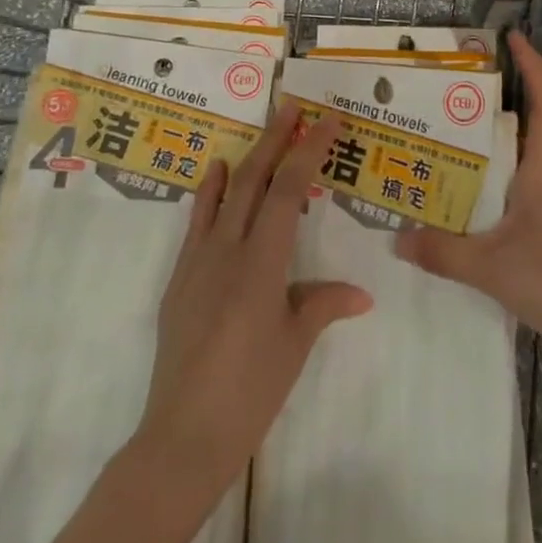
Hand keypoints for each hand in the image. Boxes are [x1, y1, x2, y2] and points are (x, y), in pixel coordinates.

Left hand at [135, 102, 372, 504]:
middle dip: (275, 139)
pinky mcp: (179, 280)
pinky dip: (210, 193)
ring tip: (262, 129)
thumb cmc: (251, 391)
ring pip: (224, 195)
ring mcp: (198, 263)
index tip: (326, 121)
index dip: (308, 151)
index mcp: (262, 264)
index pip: (288, 191)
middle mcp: (228, 251)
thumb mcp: (295, 345)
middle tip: (292, 107)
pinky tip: (216, 176)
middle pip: (253, 180)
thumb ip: (324, 305)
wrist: (183, 435)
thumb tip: (361, 294)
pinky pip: (198, 223)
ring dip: (246, 157)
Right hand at [395, 32, 541, 360]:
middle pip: (527, 132)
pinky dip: (491, 194)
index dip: (535, 68)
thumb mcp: (491, 268)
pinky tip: (466, 212)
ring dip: (489, 155)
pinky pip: (517, 200)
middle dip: (495, 108)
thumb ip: (442, 252)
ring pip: (519, 169)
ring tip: (444, 153)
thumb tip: (396, 235)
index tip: (515, 38)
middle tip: (448, 100)